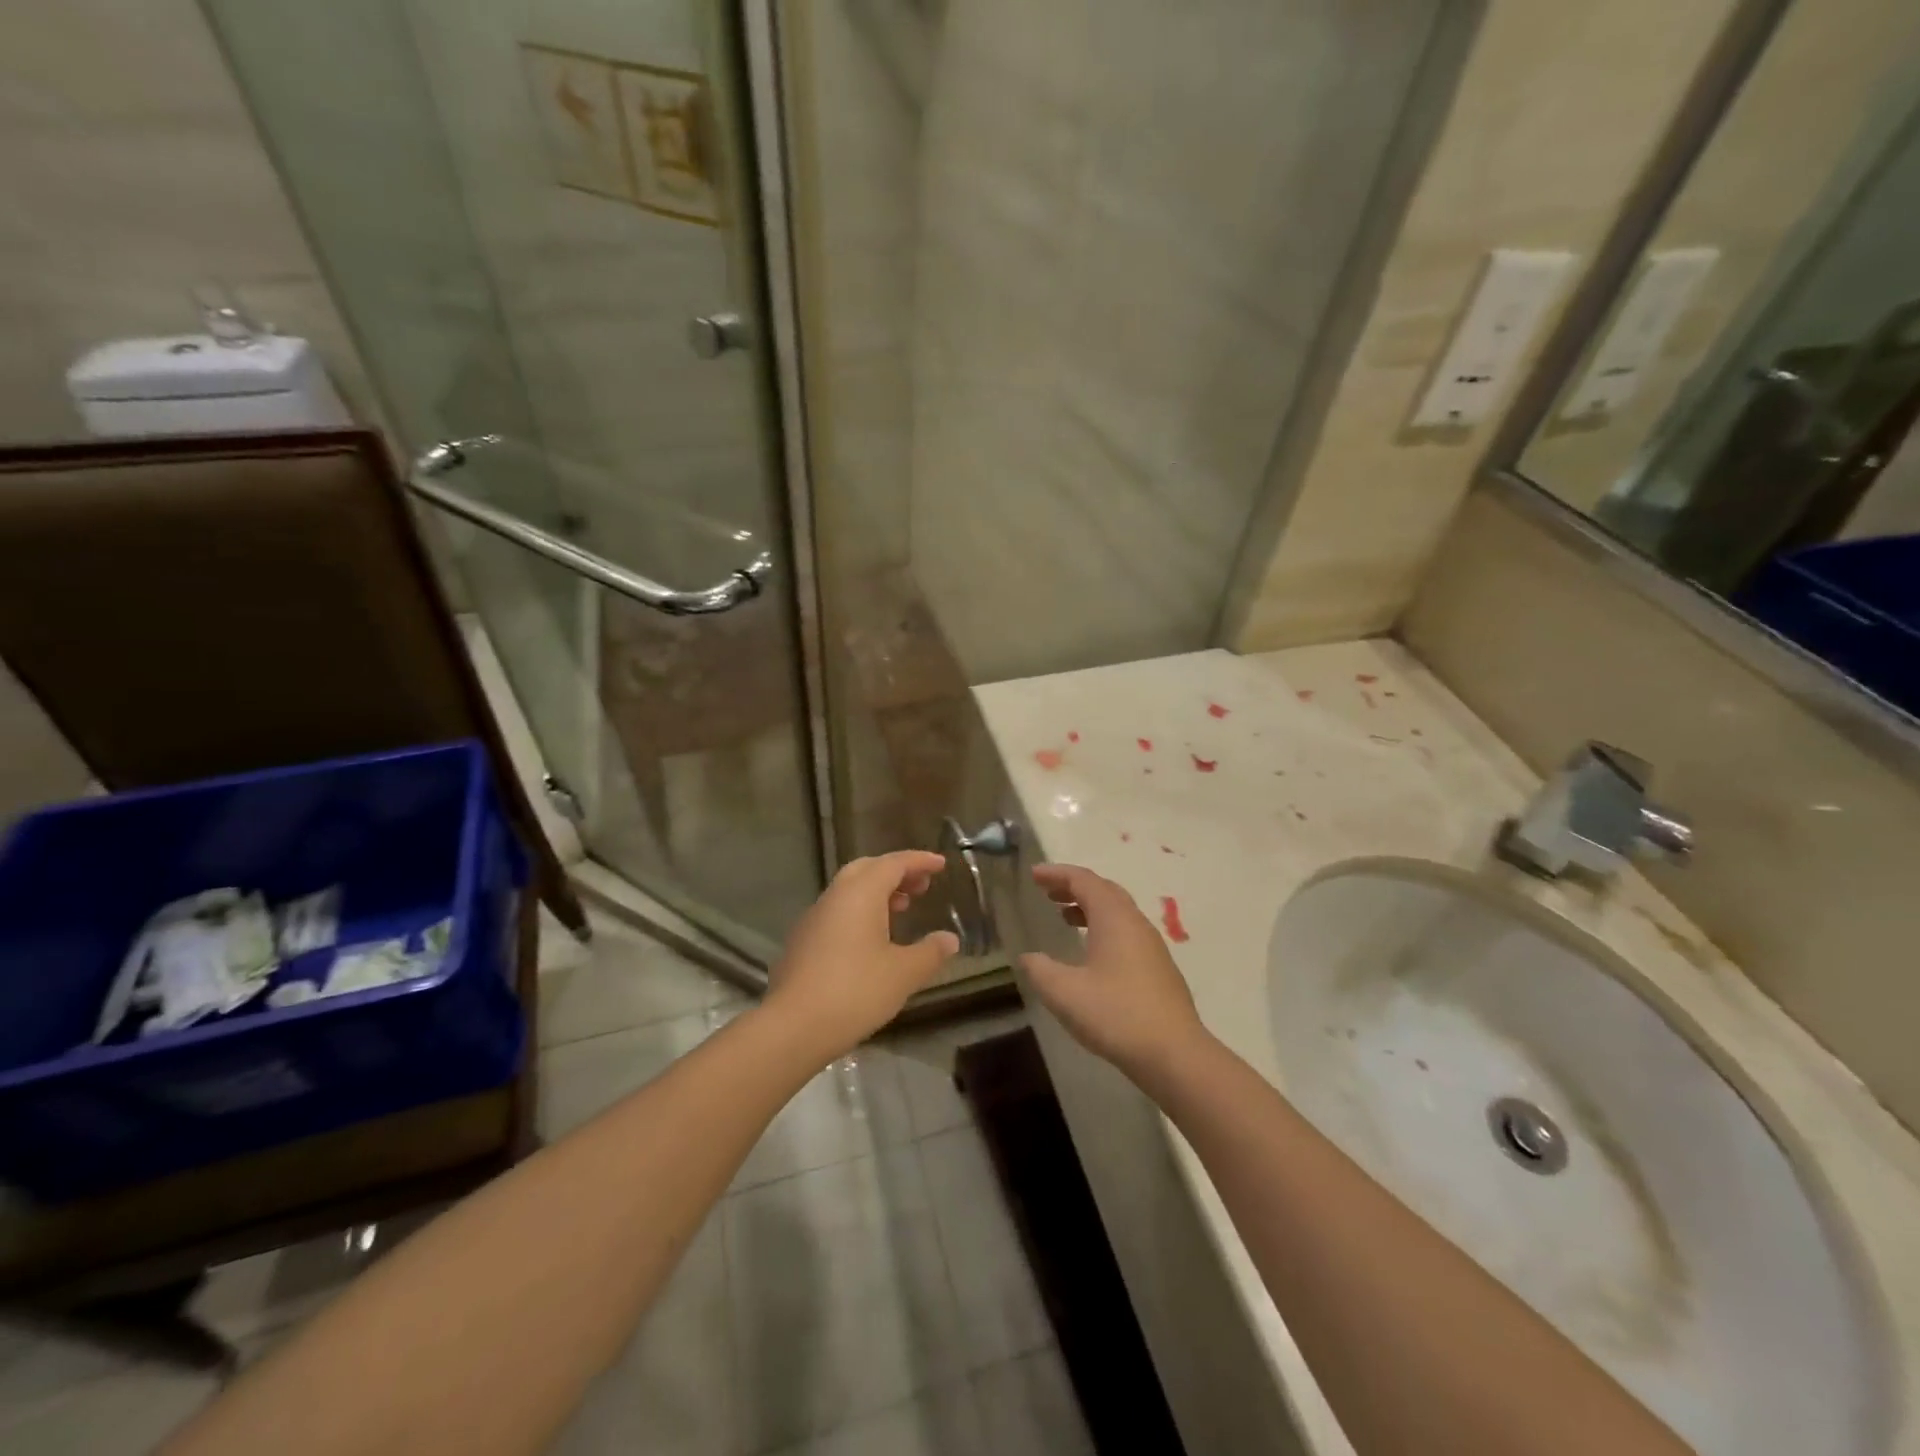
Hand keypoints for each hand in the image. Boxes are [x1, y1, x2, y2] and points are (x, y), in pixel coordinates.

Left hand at [764, 850, 959, 1062]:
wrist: (793, 1027)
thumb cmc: (855, 992)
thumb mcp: (904, 974)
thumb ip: (930, 952)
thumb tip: (949, 939)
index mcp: (860, 893)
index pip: (893, 863)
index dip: (919, 861)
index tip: (941, 865)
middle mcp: (834, 897)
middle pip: (867, 869)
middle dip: (896, 872)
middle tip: (921, 886)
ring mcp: (813, 919)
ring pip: (849, 891)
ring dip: (877, 893)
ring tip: (901, 910)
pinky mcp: (802, 942)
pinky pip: (837, 912)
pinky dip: (860, 912)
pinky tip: (871, 940)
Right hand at [1018, 863, 1211, 1083]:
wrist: (1174, 1054)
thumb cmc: (1116, 1015)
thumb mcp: (1064, 993)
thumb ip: (1040, 970)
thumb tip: (1029, 957)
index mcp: (1114, 918)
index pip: (1084, 880)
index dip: (1057, 874)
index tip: (1033, 875)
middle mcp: (1135, 923)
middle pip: (1103, 890)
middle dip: (1074, 887)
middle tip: (1047, 892)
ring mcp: (1151, 945)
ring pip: (1117, 912)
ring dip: (1089, 907)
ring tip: (1065, 917)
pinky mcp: (1158, 968)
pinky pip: (1126, 931)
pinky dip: (1103, 927)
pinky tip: (1092, 952)